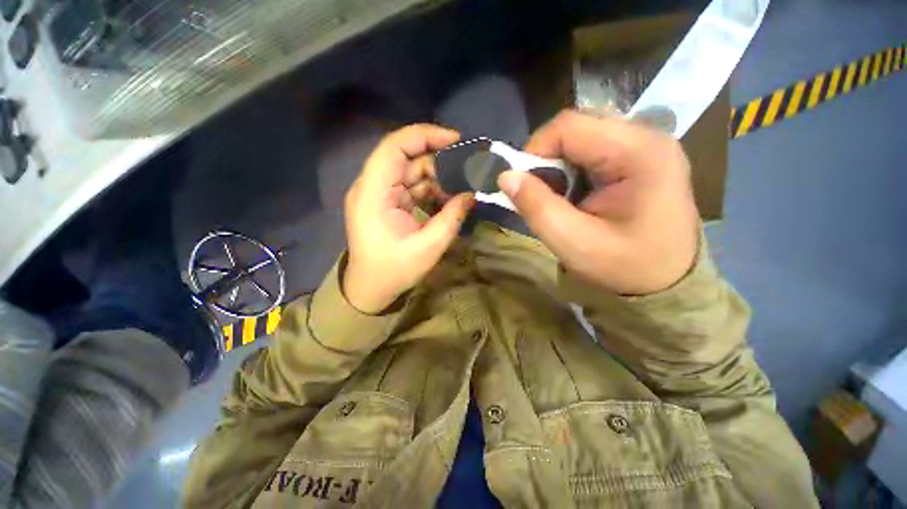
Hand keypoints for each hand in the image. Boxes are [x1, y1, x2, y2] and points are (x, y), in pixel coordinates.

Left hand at [343, 124, 475, 312]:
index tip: (456, 140)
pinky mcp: (387, 203)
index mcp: (373, 193)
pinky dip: (431, 190)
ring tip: (462, 188)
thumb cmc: (394, 271)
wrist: (370, 290)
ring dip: (437, 178)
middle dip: (438, 161)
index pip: (394, 147)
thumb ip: (452, 217)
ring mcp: (379, 195)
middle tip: (467, 170)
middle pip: (405, 158)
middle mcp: (372, 187)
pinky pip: (411, 188)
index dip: (424, 136)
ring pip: (411, 173)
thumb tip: (472, 194)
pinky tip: (448, 199)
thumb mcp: (429, 247)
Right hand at [497, 110, 698, 295]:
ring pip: (582, 137)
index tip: (521, 184)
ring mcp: (645, 146)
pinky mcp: (639, 157)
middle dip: (546, 158)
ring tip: (557, 197)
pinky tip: (574, 194)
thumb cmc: (624, 266)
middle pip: (577, 127)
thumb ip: (537, 207)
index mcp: (639, 153)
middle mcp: (646, 138)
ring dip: (558, 165)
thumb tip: (505, 176)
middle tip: (538, 193)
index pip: (569, 126)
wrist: (667, 281)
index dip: (535, 150)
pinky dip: (571, 170)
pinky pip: (592, 150)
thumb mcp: (573, 243)